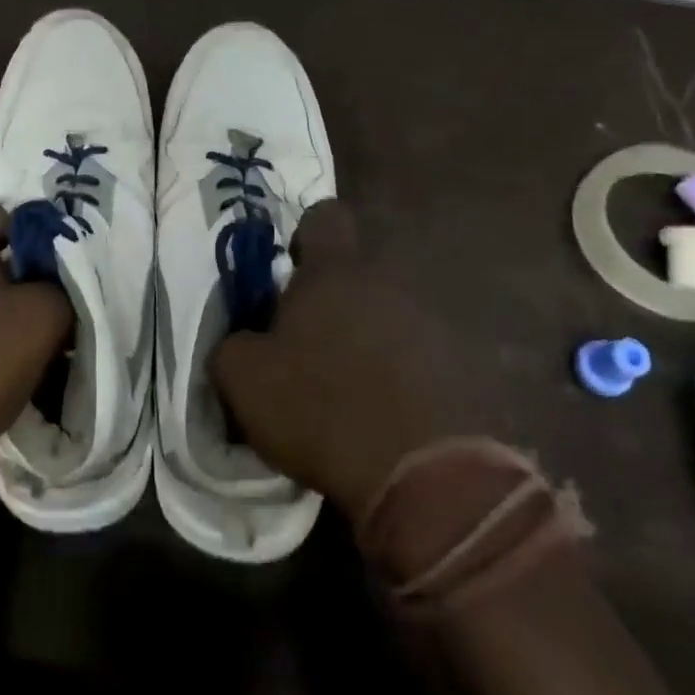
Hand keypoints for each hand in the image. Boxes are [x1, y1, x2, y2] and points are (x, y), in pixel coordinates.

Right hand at [210, 200, 453, 520]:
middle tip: (306, 349)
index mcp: (334, 273)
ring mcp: (432, 326)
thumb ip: (231, 345)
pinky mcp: (463, 370)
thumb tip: (242, 341)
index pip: (324, 217)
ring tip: (346, 392)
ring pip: (387, 317)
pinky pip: (419, 359)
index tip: (289, 274)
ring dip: (366, 342)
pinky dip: (399, 378)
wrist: (423, 477)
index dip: (303, 237)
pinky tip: (383, 417)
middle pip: (355, 275)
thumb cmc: (320, 407)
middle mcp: (388, 284)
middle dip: (330, 303)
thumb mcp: (243, 379)